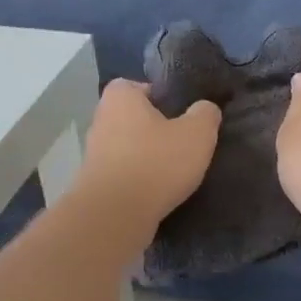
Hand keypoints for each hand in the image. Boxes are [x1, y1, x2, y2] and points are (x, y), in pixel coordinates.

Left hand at [76, 79, 221, 238]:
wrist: (115, 215)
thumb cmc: (156, 163)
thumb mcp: (197, 133)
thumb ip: (206, 114)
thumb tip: (205, 109)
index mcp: (120, 97)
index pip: (140, 86)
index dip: (163, 97)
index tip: (183, 115)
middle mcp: (101, 120)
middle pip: (136, 118)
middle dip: (157, 130)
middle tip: (185, 143)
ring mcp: (95, 153)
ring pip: (130, 148)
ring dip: (149, 158)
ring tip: (176, 172)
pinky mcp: (96, 183)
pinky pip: (125, 174)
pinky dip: (141, 180)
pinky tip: (160, 192)